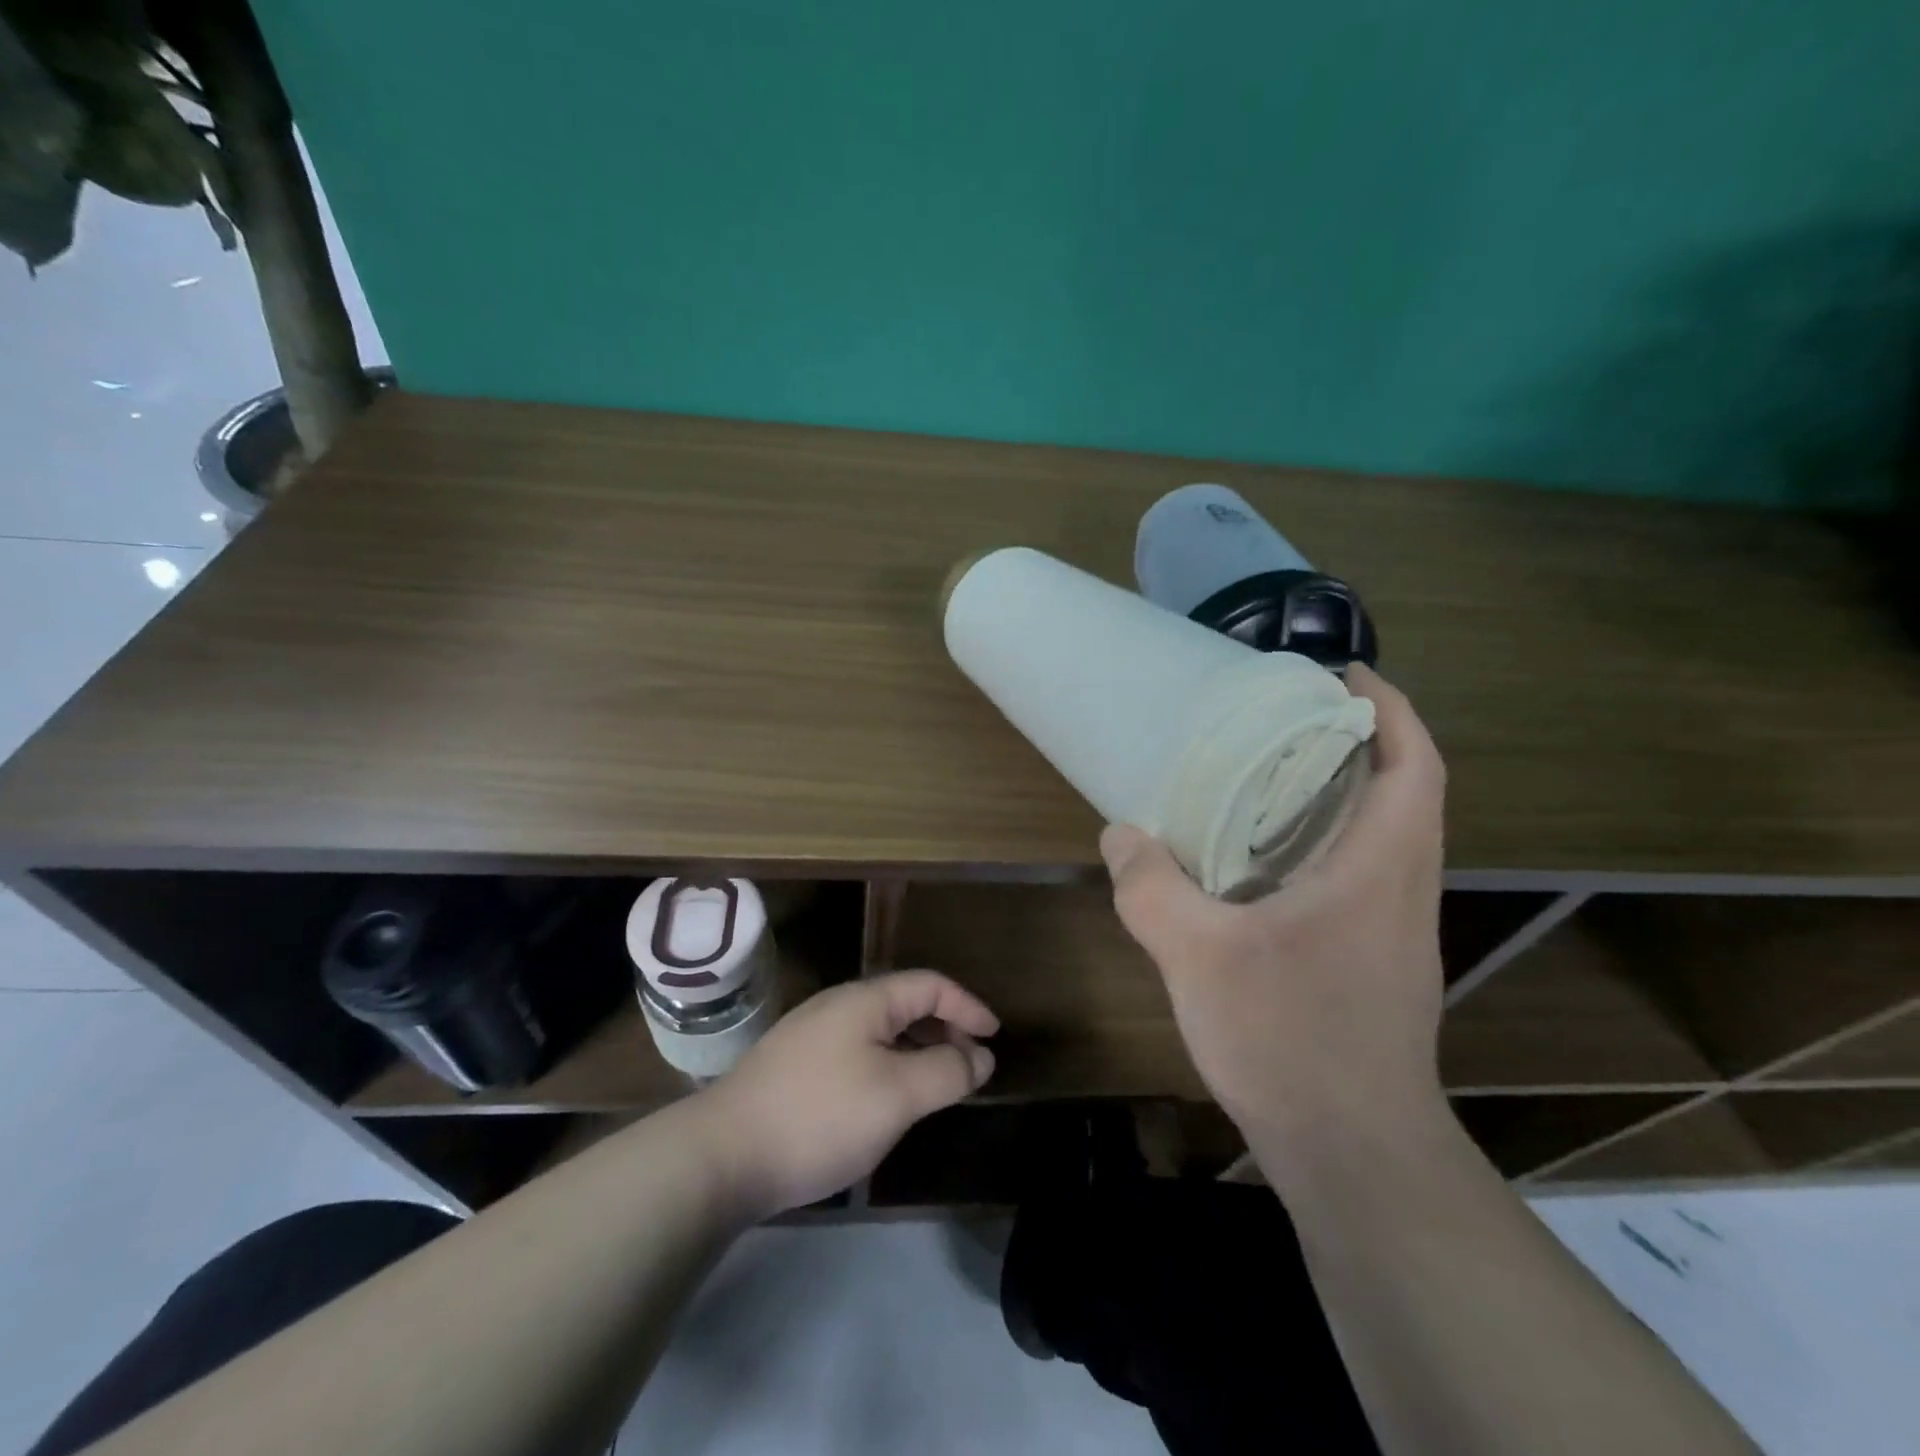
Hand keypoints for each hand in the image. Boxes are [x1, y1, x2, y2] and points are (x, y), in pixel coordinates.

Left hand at [692, 971, 998, 1219]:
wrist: (721, 1155)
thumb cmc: (820, 1116)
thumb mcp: (897, 1095)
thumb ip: (946, 1071)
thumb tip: (981, 1055)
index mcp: (865, 1000)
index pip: (930, 984)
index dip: (968, 1005)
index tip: (994, 1037)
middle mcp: (838, 1006)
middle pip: (905, 1003)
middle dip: (944, 1028)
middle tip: (970, 1065)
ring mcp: (811, 1036)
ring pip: (880, 1031)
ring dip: (917, 1050)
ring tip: (936, 1086)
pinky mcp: (794, 1067)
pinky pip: (858, 1053)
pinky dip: (889, 1066)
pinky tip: (887, 1102)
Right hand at [1101, 664, 1447, 1165]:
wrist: (1351, 1151)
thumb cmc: (1290, 1039)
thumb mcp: (1199, 956)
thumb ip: (1152, 889)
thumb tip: (1119, 835)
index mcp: (1380, 868)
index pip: (1415, 765)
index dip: (1391, 709)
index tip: (1343, 676)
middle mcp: (1400, 889)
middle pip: (1402, 791)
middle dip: (1356, 741)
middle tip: (1284, 717)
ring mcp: (1392, 930)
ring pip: (1380, 835)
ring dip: (1340, 792)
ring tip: (1267, 774)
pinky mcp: (1373, 961)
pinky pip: (1357, 874)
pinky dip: (1322, 842)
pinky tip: (1259, 861)